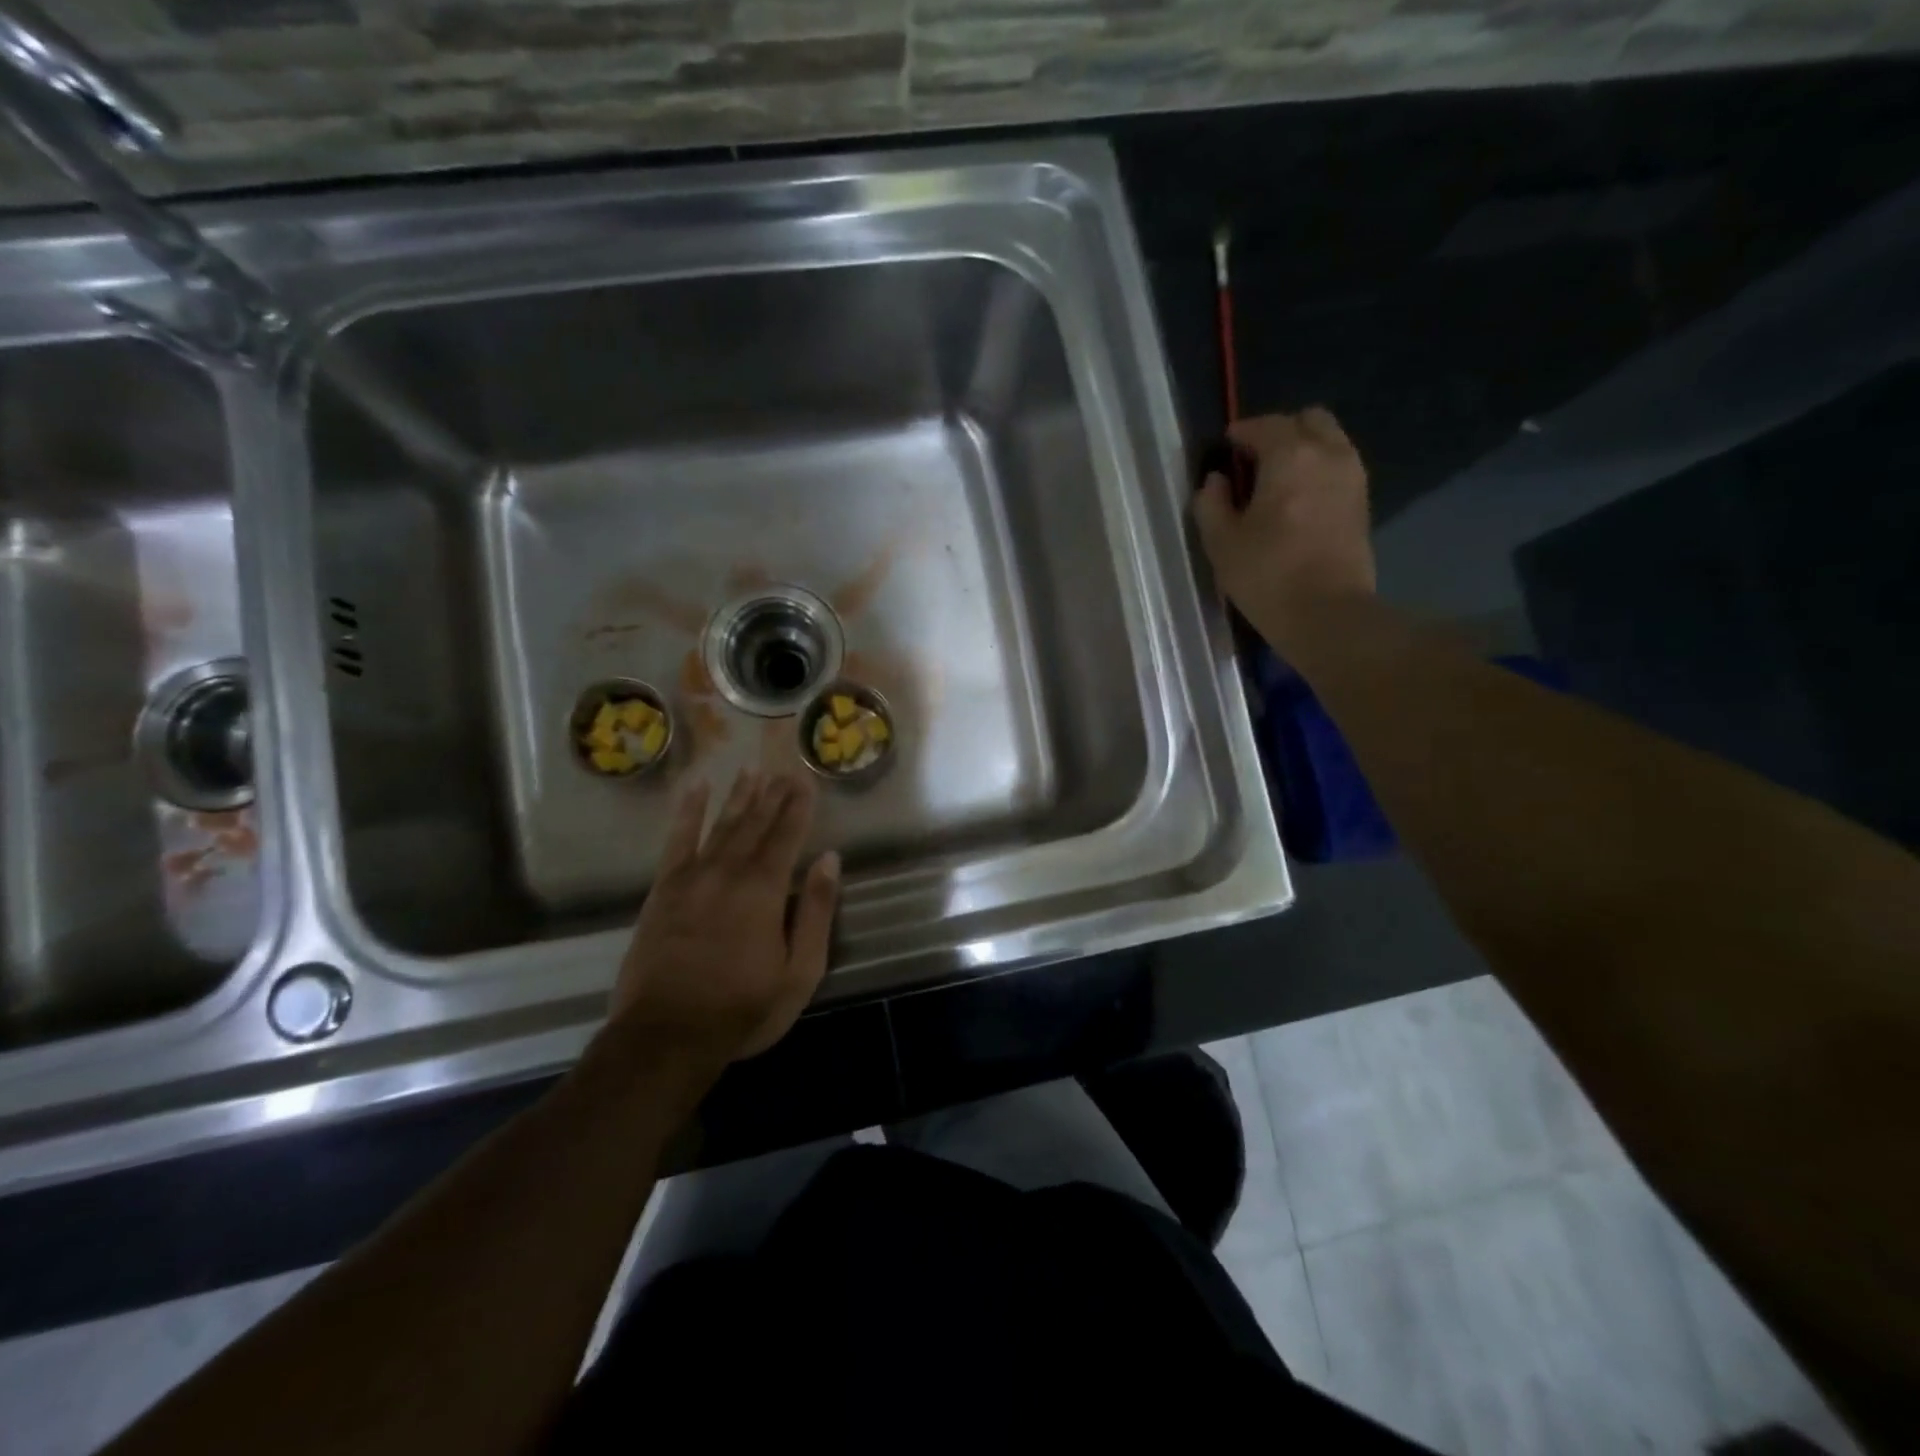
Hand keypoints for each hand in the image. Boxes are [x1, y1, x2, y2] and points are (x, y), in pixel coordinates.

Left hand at [607, 768, 839, 1065]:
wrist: (665, 1036)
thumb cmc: (743, 1008)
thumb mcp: (799, 971)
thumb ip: (815, 912)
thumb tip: (830, 859)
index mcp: (764, 889)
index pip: (787, 835)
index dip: (799, 806)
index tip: (807, 780)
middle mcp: (728, 871)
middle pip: (755, 823)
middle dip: (773, 794)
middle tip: (785, 769)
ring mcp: (691, 877)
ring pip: (721, 825)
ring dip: (738, 796)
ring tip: (751, 769)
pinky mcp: (663, 890)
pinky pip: (677, 840)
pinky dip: (688, 813)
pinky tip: (696, 790)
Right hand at [1193, 408, 1374, 649]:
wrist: (1327, 615)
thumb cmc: (1267, 576)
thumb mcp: (1221, 542)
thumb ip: (1211, 503)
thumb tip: (1216, 481)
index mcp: (1290, 456)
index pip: (1263, 426)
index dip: (1240, 433)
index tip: (1224, 449)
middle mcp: (1328, 454)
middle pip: (1307, 420)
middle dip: (1279, 433)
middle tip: (1253, 463)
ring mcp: (1352, 477)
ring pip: (1328, 441)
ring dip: (1302, 450)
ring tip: (1275, 483)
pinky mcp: (1362, 503)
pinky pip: (1338, 466)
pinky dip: (1317, 470)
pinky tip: (1296, 501)